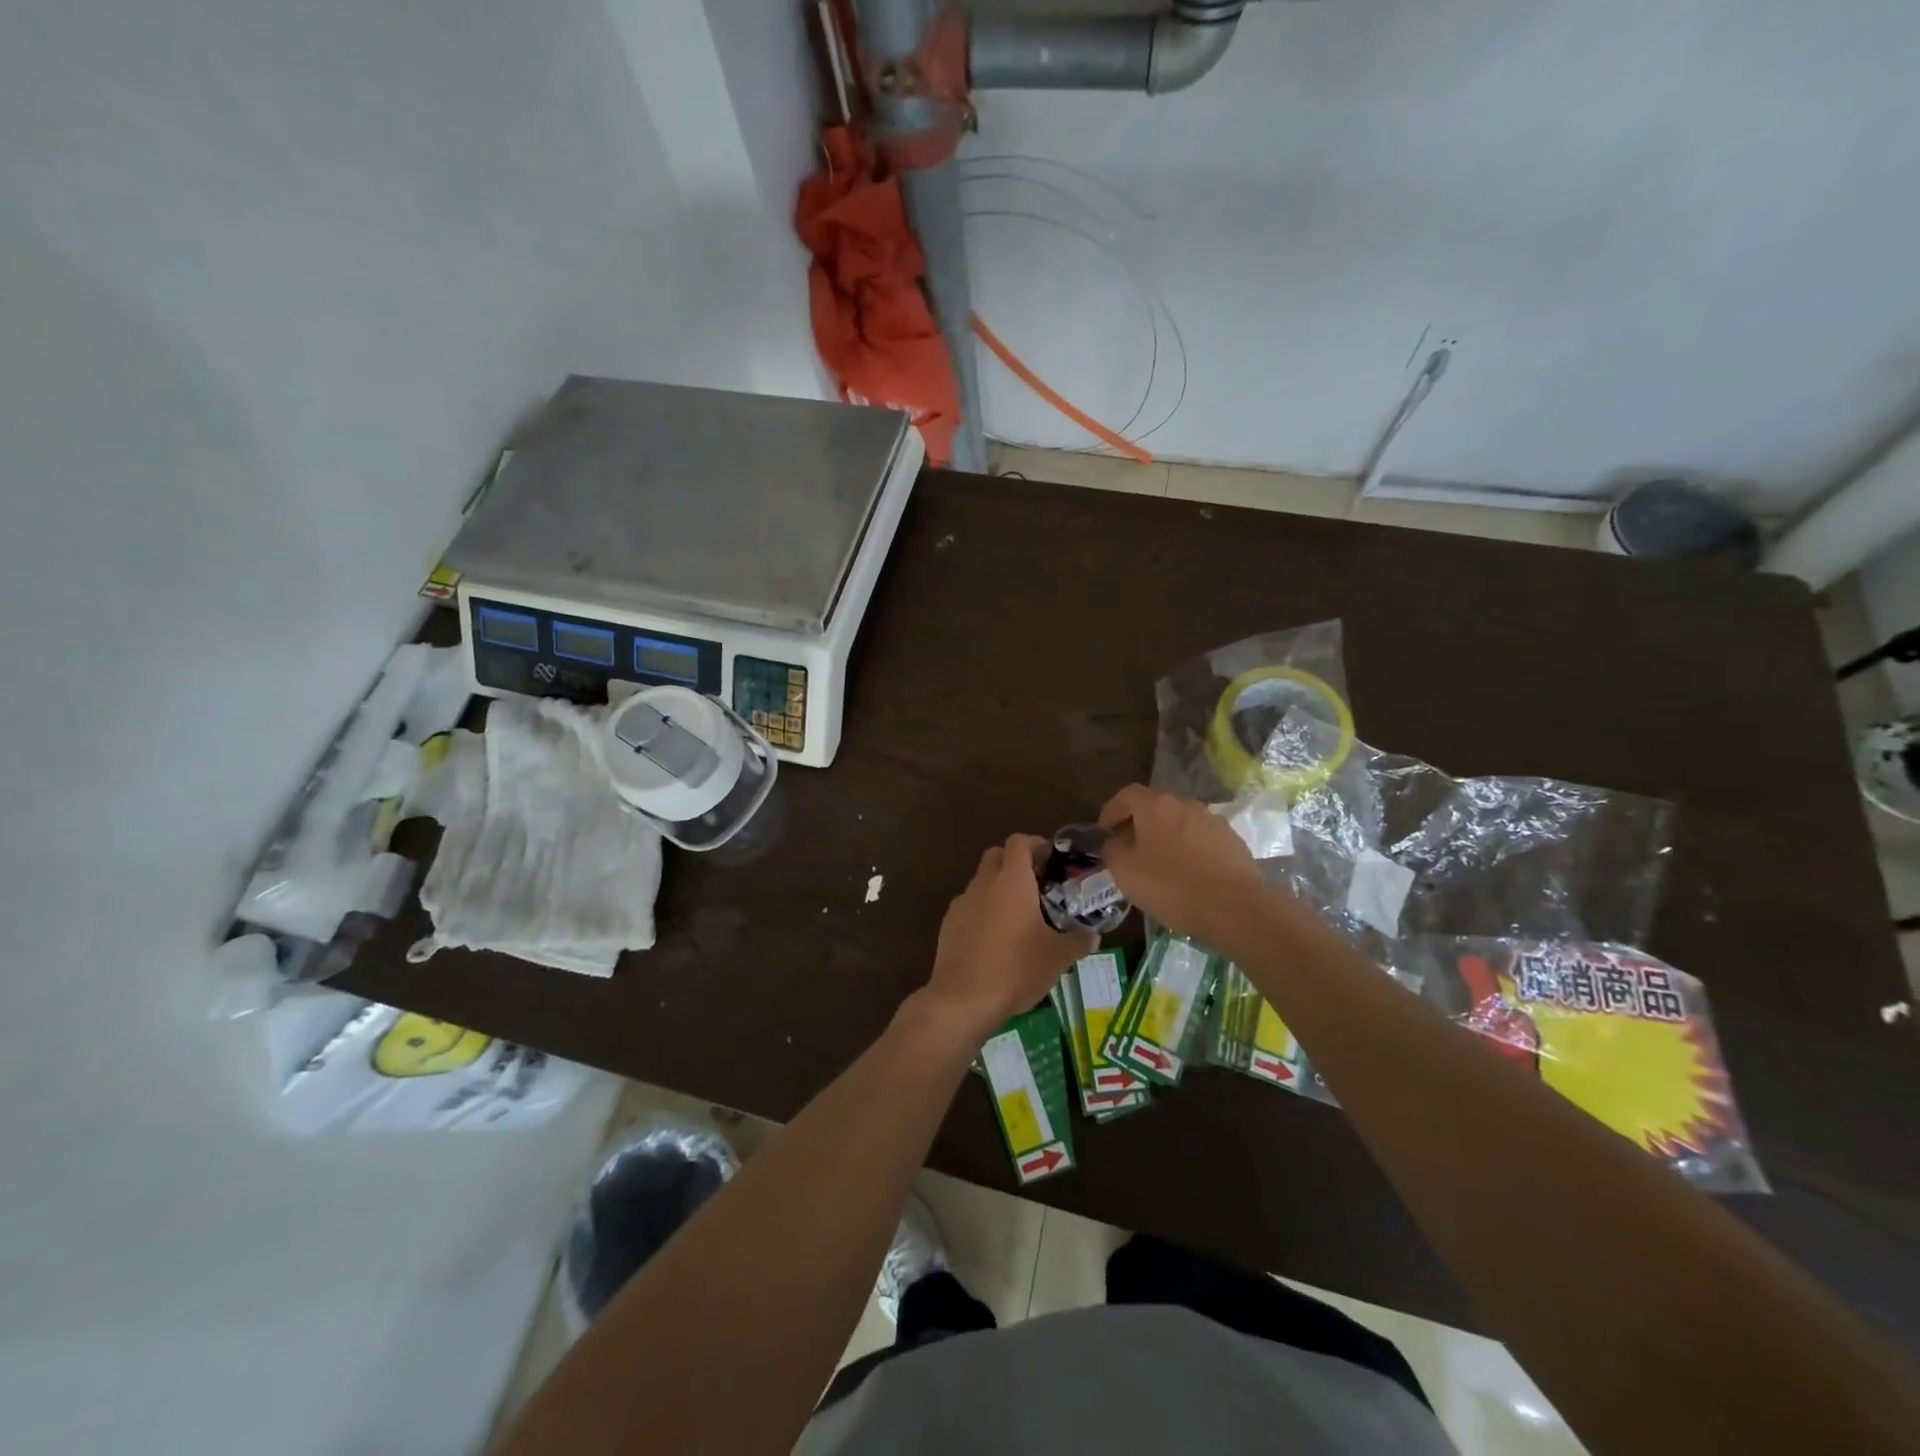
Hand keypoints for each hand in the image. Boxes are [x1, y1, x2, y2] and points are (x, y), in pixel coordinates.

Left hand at [919, 835, 1095, 1039]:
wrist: (963, 999)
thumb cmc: (1016, 969)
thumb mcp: (1058, 957)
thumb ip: (1078, 940)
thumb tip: (1093, 935)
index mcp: (1012, 880)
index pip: (1019, 842)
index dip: (1036, 844)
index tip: (1052, 860)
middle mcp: (983, 883)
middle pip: (996, 855)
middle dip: (1015, 863)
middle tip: (1037, 885)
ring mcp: (961, 903)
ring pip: (981, 881)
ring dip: (998, 888)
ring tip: (1018, 916)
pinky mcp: (947, 925)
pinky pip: (969, 906)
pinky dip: (982, 911)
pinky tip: (995, 938)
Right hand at [1098, 784, 1268, 945]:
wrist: (1236, 907)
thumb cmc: (1171, 886)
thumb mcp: (1125, 872)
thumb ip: (1112, 850)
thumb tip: (1115, 842)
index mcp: (1156, 806)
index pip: (1128, 795)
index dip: (1113, 809)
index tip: (1105, 829)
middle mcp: (1186, 805)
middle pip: (1156, 807)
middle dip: (1140, 824)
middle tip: (1130, 847)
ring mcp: (1214, 821)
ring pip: (1181, 823)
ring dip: (1167, 837)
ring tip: (1160, 863)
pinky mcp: (1233, 842)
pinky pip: (1202, 840)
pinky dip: (1190, 850)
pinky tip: (1188, 874)